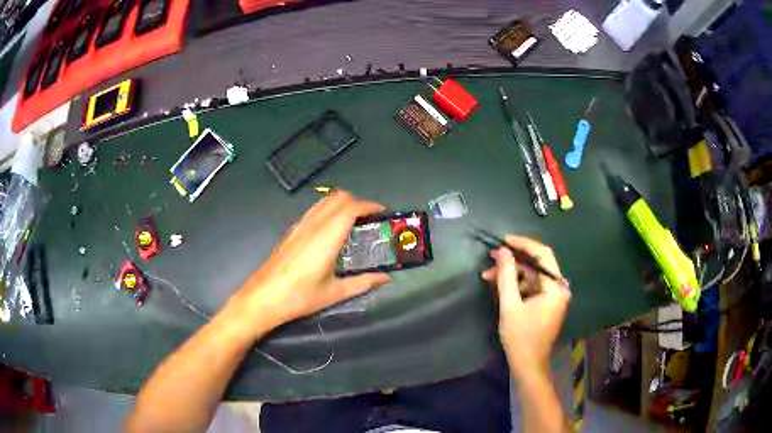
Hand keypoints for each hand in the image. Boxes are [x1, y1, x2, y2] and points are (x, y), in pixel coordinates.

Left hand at [226, 191, 390, 337]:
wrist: (263, 298)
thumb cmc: (299, 297)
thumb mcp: (334, 293)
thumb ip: (362, 283)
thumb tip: (385, 278)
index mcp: (326, 238)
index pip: (350, 208)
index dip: (368, 206)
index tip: (381, 212)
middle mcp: (313, 226)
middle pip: (338, 197)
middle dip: (357, 202)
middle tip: (369, 218)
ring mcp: (300, 227)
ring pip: (324, 201)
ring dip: (341, 204)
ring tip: (353, 222)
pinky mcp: (291, 232)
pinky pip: (314, 211)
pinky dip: (328, 211)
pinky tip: (331, 231)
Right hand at [482, 236, 570, 377]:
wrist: (528, 364)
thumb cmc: (520, 337)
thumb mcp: (510, 305)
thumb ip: (507, 276)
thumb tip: (502, 251)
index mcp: (555, 287)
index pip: (543, 254)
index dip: (524, 244)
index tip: (504, 241)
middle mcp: (558, 288)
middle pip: (537, 265)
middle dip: (513, 261)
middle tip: (492, 259)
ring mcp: (553, 296)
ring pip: (532, 276)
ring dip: (512, 274)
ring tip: (489, 275)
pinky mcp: (546, 304)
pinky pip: (532, 286)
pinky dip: (517, 284)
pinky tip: (499, 285)